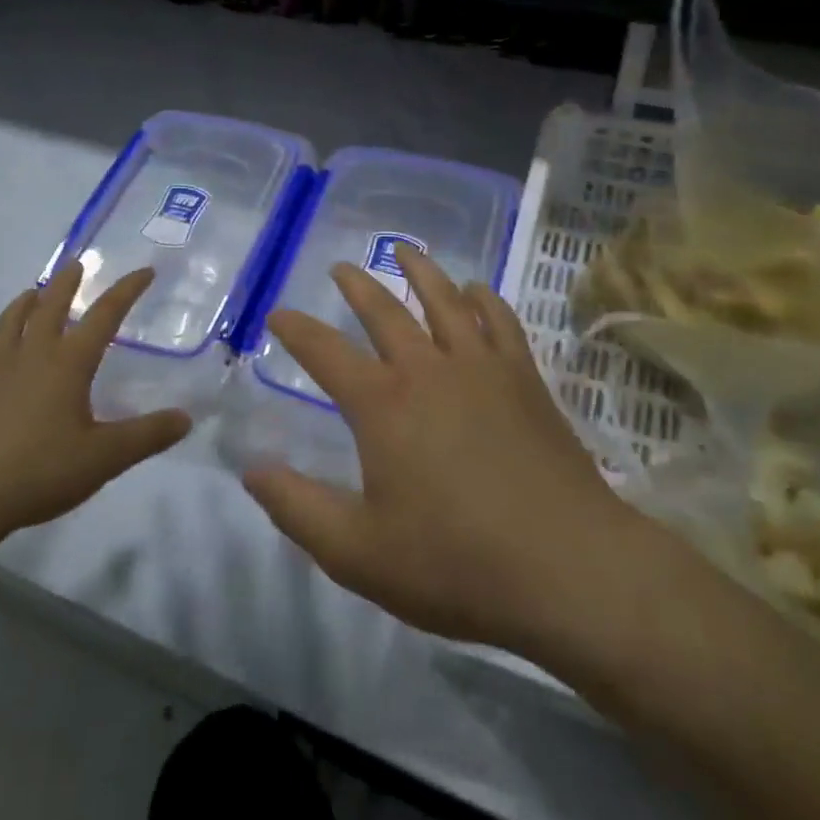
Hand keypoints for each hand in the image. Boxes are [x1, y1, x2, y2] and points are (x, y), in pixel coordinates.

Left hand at [0, 265, 191, 545]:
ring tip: (33, 292)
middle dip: (67, 283)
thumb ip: (147, 435)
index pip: (104, 315)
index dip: (126, 291)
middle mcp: (30, 355)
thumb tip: (186, 418)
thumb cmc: (39, 471)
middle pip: (50, 306)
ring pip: (10, 321)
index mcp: (67, 363)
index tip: (144, 271)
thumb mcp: (105, 458)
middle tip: (77, 263)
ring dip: (26, 301)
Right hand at [243, 247, 644, 660]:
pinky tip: (477, 290)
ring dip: (420, 271)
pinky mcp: (525, 379)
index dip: (297, 330)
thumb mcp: (357, 553)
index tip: (278, 313)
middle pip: (385, 312)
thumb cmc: (455, 563)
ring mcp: (482, 368)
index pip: (325, 352)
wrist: (567, 569)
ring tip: (404, 250)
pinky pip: (501, 321)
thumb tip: (252, 470)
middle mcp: (428, 369)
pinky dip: (484, 298)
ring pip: (445, 300)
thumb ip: (298, 508)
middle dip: (358, 286)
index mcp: (382, 405)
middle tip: (340, 267)